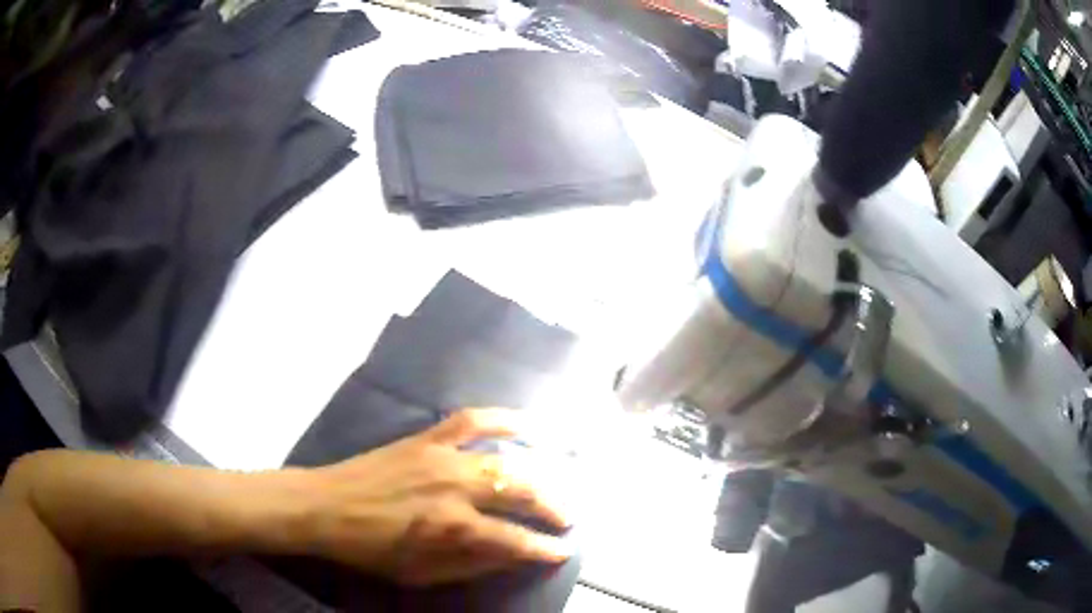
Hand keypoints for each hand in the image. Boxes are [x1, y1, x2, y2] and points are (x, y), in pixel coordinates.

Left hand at [303, 408, 572, 585]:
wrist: (325, 506)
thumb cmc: (370, 548)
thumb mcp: (419, 573)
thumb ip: (469, 565)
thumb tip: (510, 556)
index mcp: (451, 527)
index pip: (513, 539)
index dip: (543, 548)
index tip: (563, 551)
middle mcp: (454, 488)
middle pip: (519, 492)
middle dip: (551, 507)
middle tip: (567, 517)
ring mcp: (441, 457)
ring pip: (504, 459)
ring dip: (538, 472)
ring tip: (557, 481)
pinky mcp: (427, 438)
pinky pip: (470, 420)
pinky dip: (502, 419)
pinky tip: (526, 424)